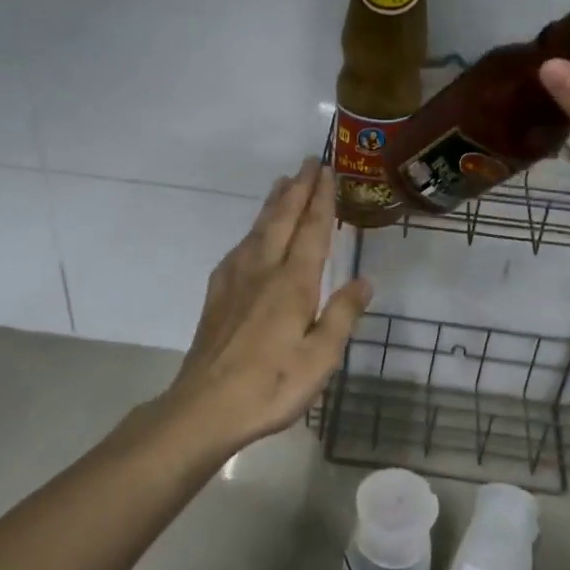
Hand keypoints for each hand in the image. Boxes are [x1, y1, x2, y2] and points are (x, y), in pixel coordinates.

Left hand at [157, 160, 371, 456]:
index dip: (322, 200)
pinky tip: (251, 237)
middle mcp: (263, 271)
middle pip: (282, 220)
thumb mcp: (321, 357)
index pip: (312, 230)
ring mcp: (234, 281)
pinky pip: (239, 249)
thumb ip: (342, 315)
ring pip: (257, 230)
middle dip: (297, 189)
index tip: (328, 172)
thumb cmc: (271, 385)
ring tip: (282, 184)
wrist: (205, 407)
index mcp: (292, 283)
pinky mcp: (217, 296)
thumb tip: (364, 280)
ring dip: (273, 204)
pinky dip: (252, 231)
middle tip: (308, 162)